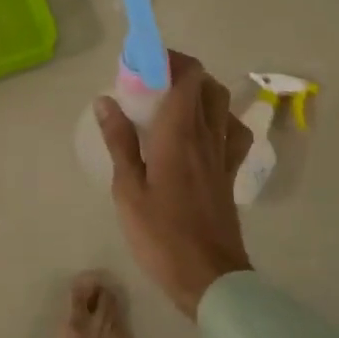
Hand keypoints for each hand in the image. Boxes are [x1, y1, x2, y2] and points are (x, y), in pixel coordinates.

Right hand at [95, 50, 252, 317]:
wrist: (209, 277)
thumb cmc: (161, 234)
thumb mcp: (128, 189)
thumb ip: (120, 141)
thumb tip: (106, 100)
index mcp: (180, 134)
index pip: (187, 76)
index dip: (169, 60)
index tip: (142, 63)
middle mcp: (207, 135)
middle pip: (207, 85)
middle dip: (182, 72)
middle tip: (152, 83)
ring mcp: (224, 155)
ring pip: (222, 105)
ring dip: (201, 93)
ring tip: (174, 104)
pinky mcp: (230, 174)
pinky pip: (232, 133)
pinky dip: (219, 120)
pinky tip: (202, 134)